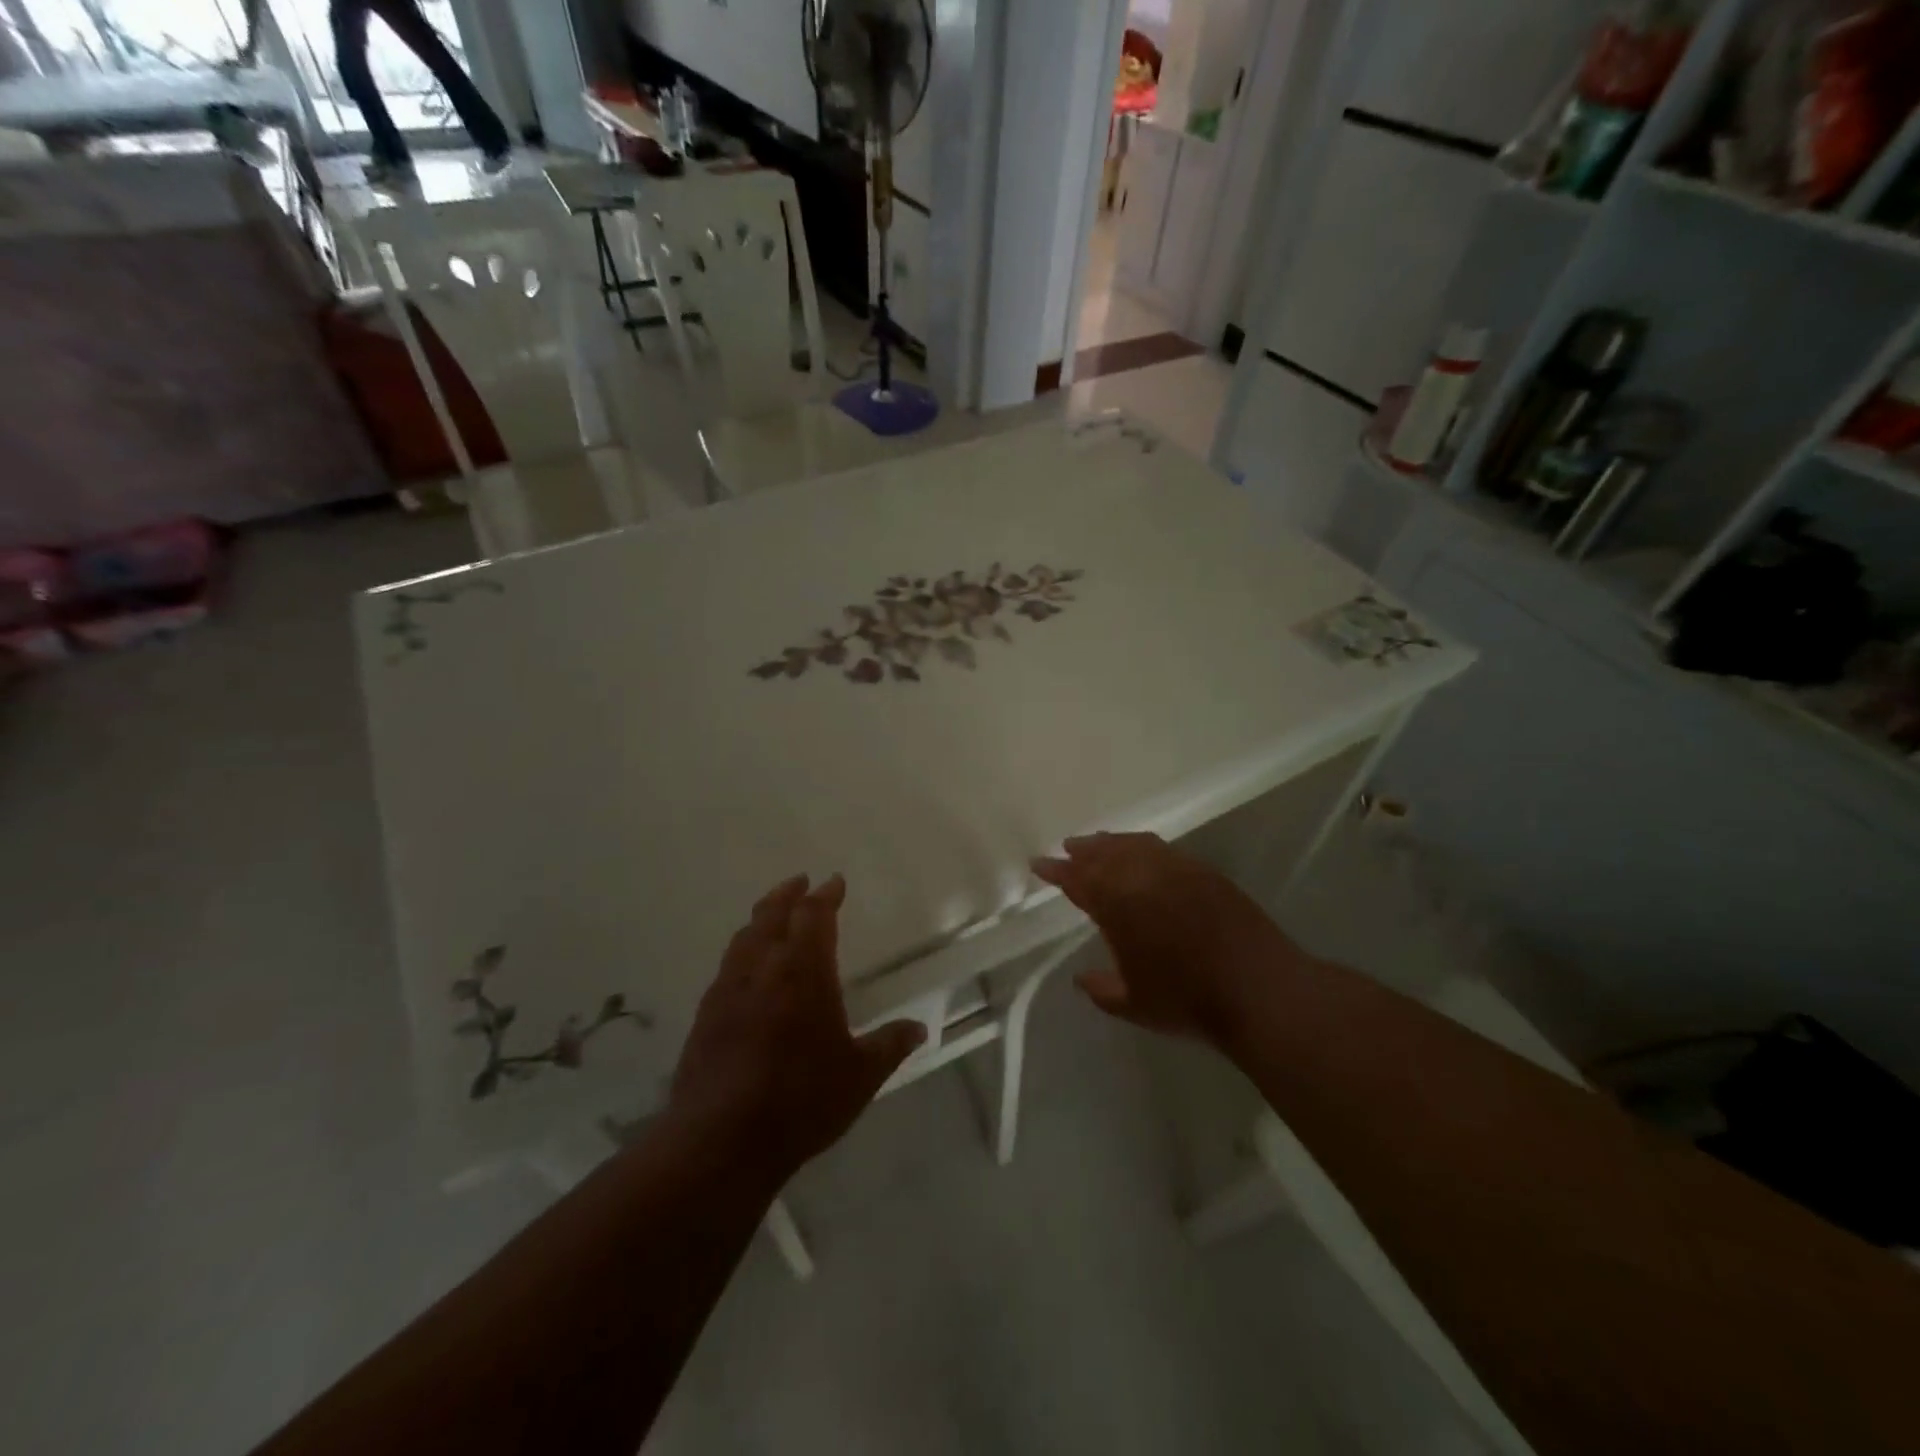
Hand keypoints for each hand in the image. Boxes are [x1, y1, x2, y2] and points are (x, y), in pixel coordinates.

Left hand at [669, 874, 925, 1176]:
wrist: (720, 1141)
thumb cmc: (800, 1100)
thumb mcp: (859, 1076)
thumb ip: (890, 1046)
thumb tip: (919, 1028)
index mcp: (803, 971)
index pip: (813, 916)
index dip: (825, 895)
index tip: (834, 882)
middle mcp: (762, 969)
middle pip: (771, 915)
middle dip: (788, 894)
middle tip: (800, 883)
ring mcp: (727, 991)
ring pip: (743, 938)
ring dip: (761, 919)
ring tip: (772, 916)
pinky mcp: (704, 1017)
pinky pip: (726, 968)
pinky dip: (742, 952)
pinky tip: (746, 971)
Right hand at [1033, 832, 1310, 1046]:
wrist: (1259, 989)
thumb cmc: (1188, 1000)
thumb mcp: (1134, 1004)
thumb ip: (1101, 989)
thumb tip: (1082, 978)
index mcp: (1117, 905)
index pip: (1077, 880)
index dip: (1056, 871)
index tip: (1038, 864)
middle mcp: (1142, 877)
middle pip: (1104, 854)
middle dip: (1083, 850)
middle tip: (1068, 848)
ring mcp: (1176, 870)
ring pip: (1134, 845)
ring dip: (1111, 843)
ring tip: (1099, 844)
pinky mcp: (1204, 872)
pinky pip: (1163, 849)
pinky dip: (1143, 846)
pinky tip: (1143, 854)